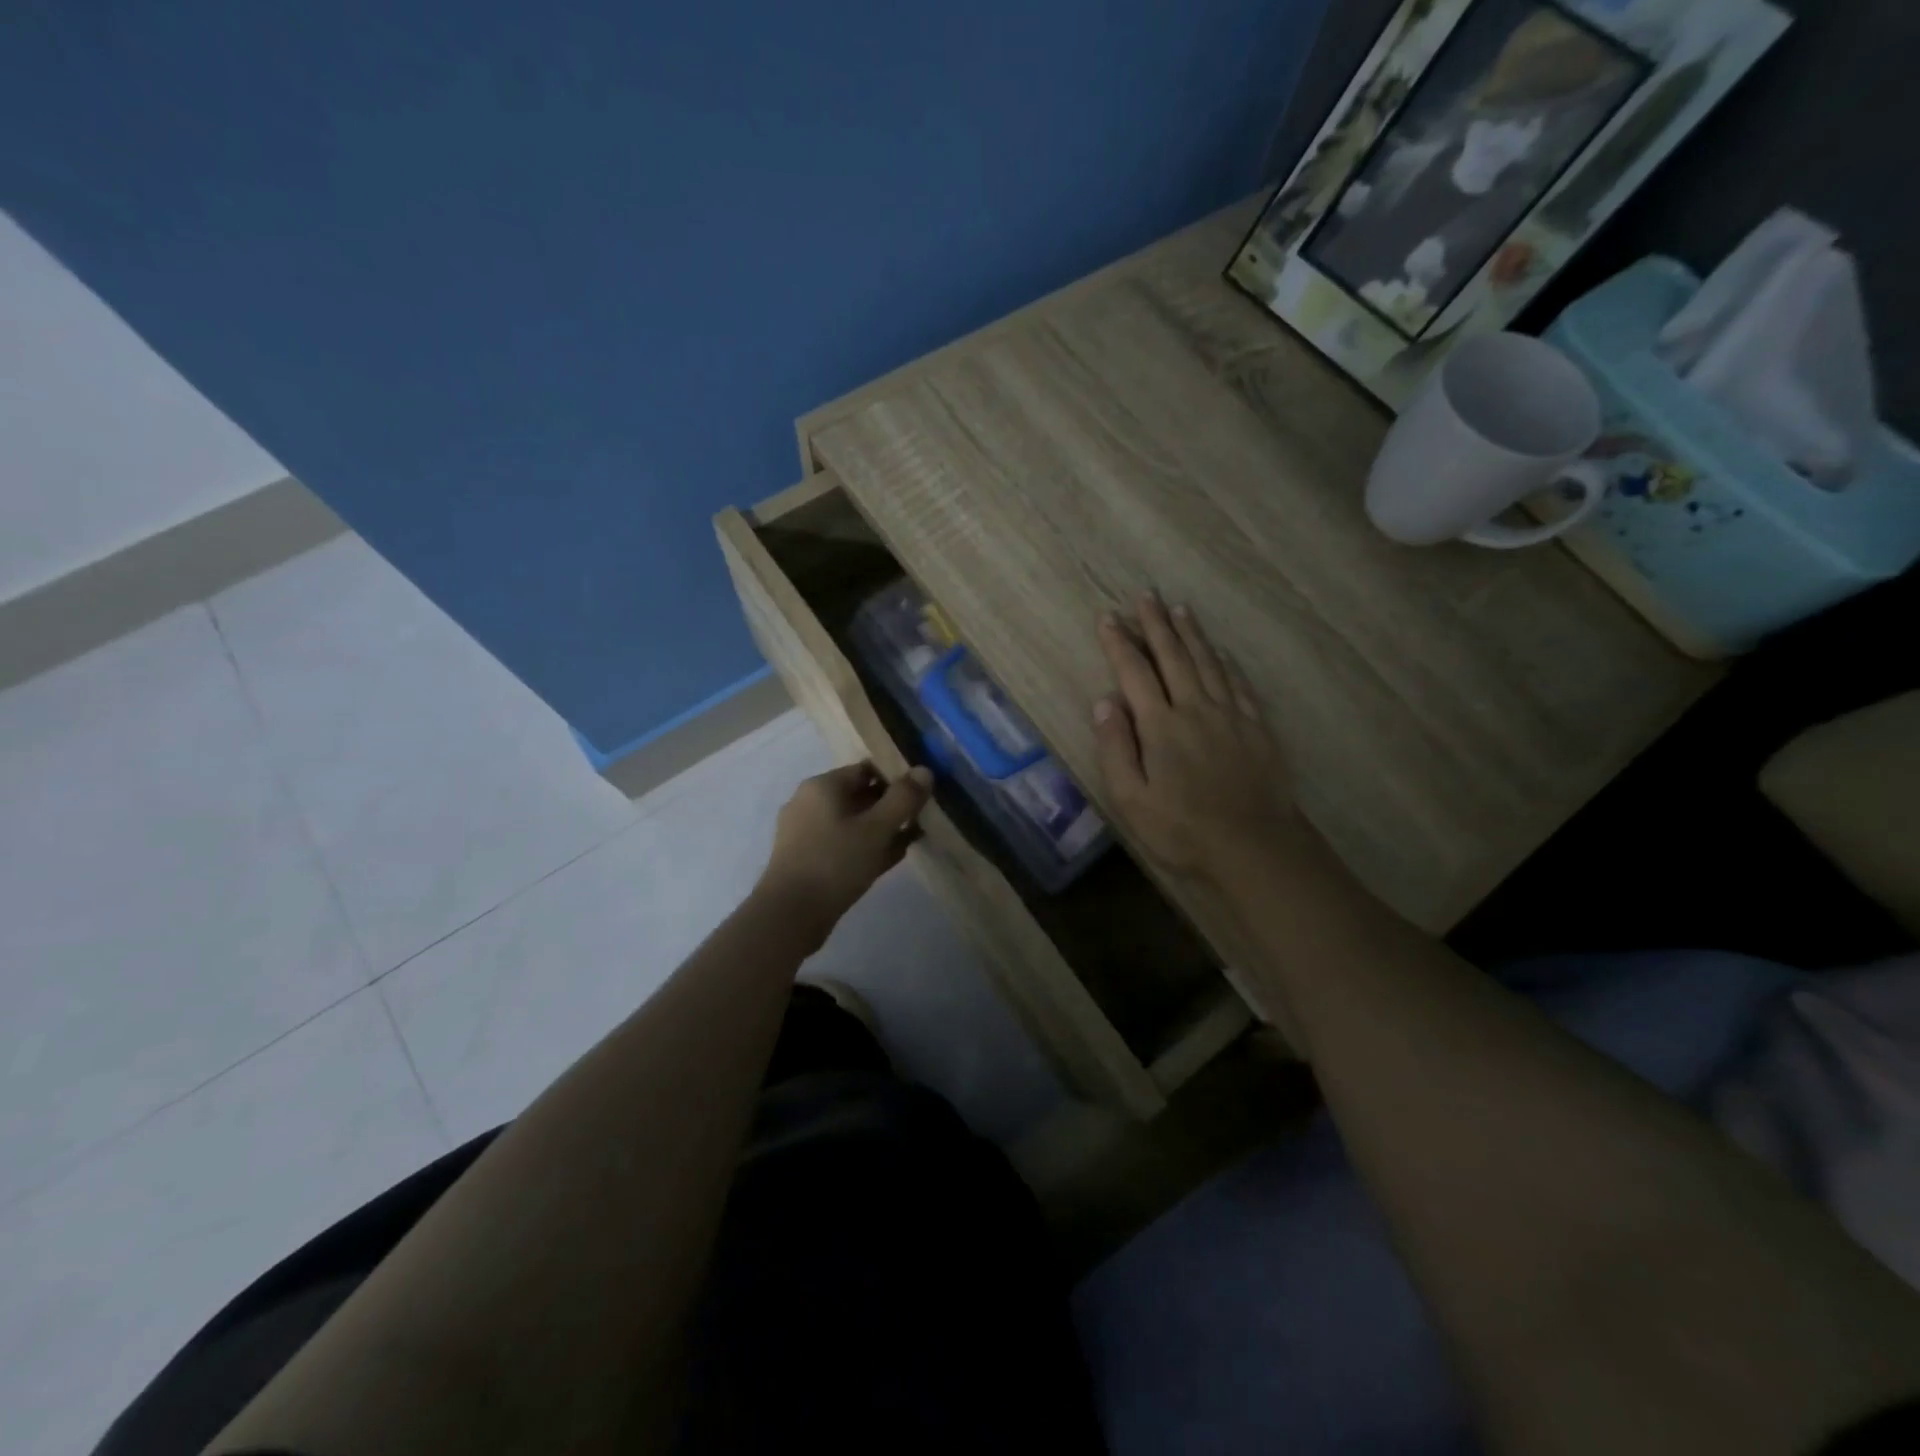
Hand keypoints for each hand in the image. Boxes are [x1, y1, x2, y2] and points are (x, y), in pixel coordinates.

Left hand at [755, 762, 933, 941]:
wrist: (790, 915)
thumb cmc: (835, 862)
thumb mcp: (877, 828)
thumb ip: (903, 798)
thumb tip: (924, 770)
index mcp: (822, 786)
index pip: (866, 769)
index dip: (896, 776)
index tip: (922, 792)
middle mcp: (810, 803)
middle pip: (859, 795)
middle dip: (891, 805)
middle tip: (922, 816)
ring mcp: (805, 832)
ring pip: (853, 822)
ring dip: (882, 828)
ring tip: (913, 837)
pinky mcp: (807, 859)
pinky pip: (844, 844)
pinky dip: (866, 846)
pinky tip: (891, 858)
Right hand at [1092, 595, 1302, 882]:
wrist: (1254, 846)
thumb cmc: (1183, 829)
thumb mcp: (1131, 799)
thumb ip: (1115, 748)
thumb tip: (1104, 701)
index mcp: (1160, 726)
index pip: (1134, 673)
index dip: (1119, 643)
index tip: (1108, 617)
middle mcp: (1195, 709)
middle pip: (1173, 656)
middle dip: (1156, 624)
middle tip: (1146, 596)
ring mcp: (1230, 715)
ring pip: (1208, 662)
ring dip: (1191, 634)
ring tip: (1180, 609)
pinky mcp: (1256, 727)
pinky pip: (1238, 684)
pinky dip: (1227, 663)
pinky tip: (1221, 651)